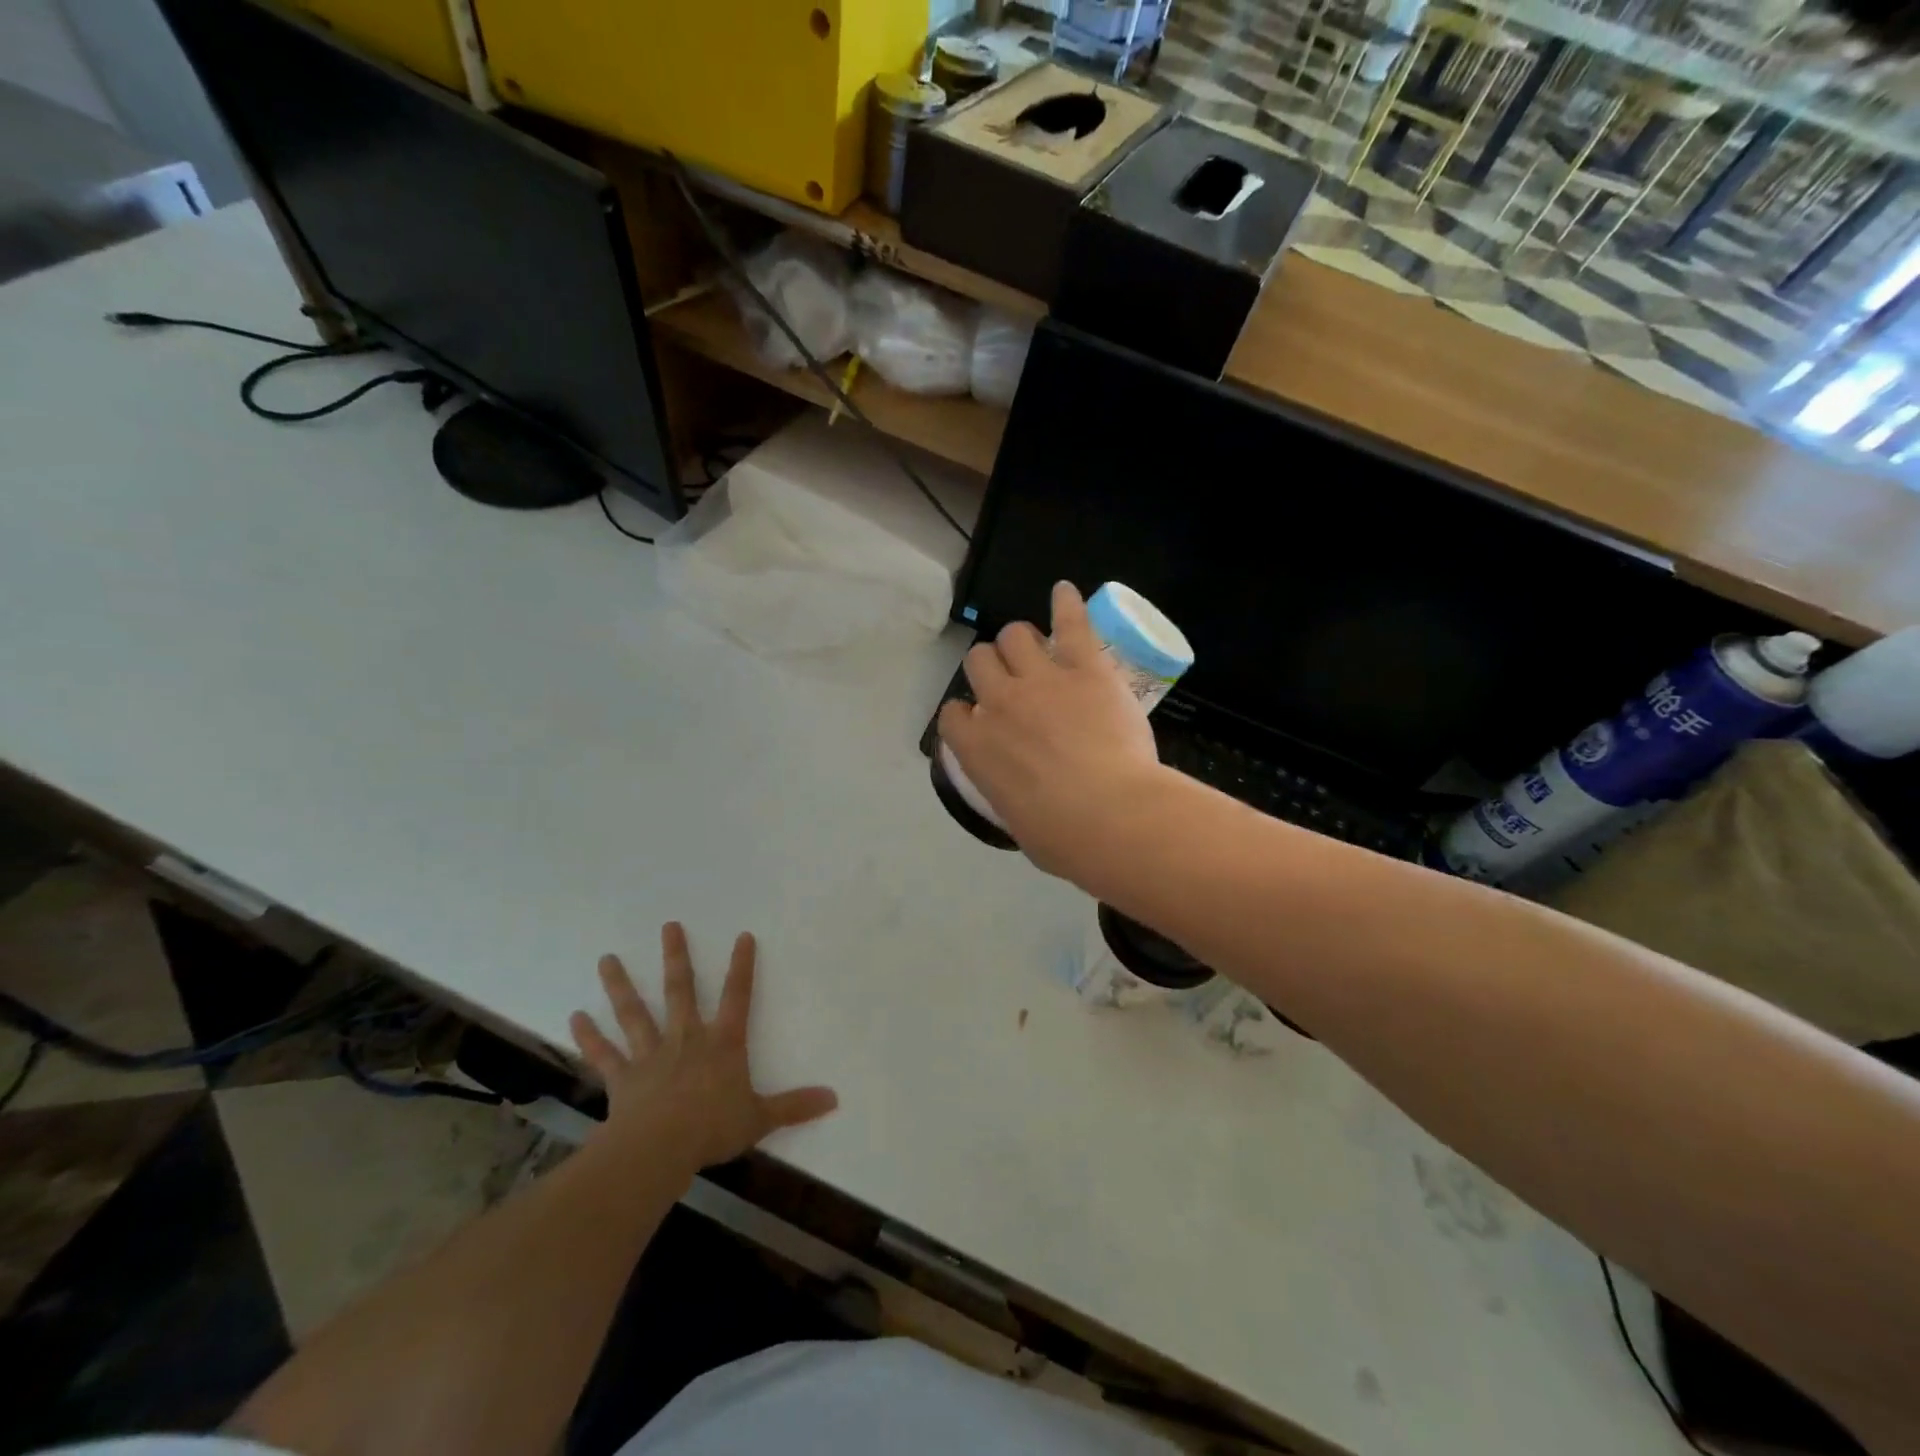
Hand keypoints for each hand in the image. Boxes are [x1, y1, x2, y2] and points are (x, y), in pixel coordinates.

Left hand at [569, 923, 837, 1175]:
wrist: (660, 1148)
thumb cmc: (713, 1128)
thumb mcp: (760, 1118)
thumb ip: (795, 1106)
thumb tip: (834, 1098)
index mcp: (722, 1043)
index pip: (738, 996)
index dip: (742, 966)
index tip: (742, 935)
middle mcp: (686, 1039)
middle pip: (681, 990)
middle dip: (676, 957)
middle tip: (668, 926)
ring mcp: (650, 1055)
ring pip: (635, 1013)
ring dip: (620, 986)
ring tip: (607, 959)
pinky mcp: (623, 1077)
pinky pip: (604, 1054)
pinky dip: (589, 1037)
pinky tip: (575, 1017)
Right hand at [937, 581, 1164, 876]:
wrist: (1111, 817)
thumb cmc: (1065, 839)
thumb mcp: (1019, 824)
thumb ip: (1010, 796)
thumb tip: (1021, 795)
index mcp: (977, 748)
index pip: (952, 714)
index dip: (966, 713)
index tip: (982, 720)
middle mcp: (999, 704)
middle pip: (979, 661)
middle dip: (991, 667)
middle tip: (1012, 681)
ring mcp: (1040, 681)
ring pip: (1014, 635)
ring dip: (1020, 641)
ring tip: (1036, 649)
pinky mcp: (1084, 668)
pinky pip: (1069, 623)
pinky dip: (1066, 604)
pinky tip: (1064, 591)